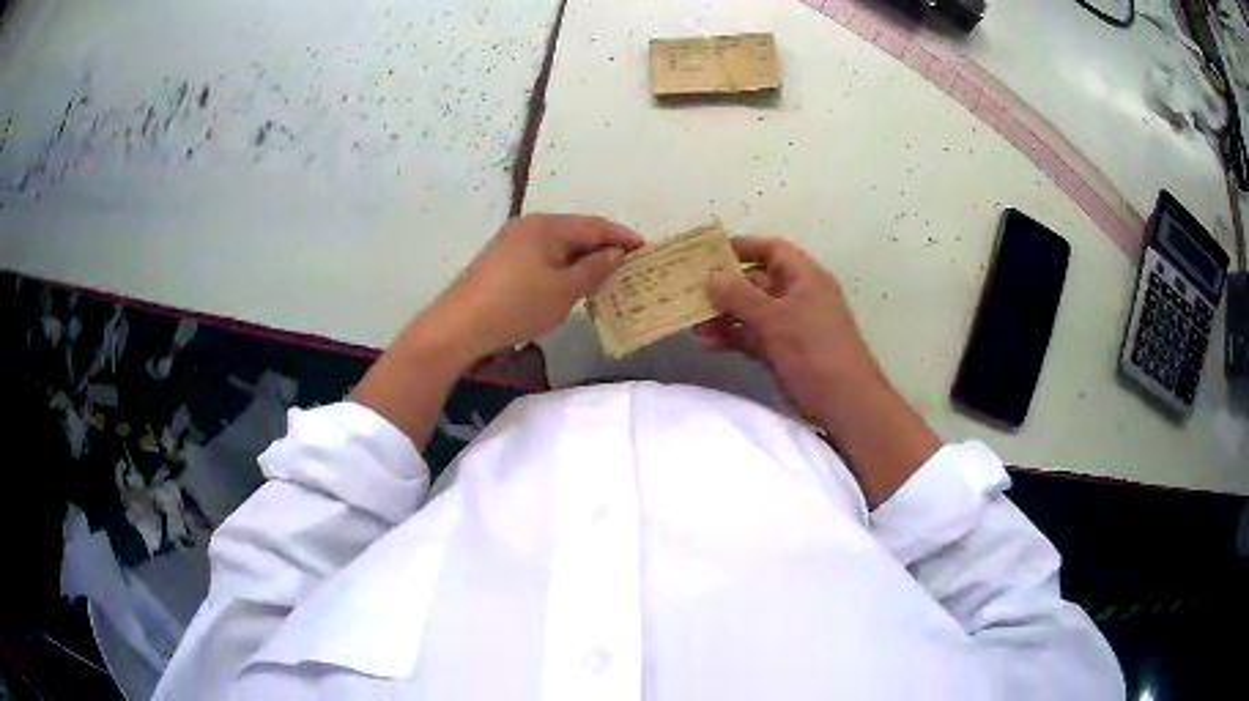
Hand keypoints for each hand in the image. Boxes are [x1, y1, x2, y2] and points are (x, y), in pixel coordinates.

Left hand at [420, 214, 643, 360]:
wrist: (459, 326)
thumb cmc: (517, 305)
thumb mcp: (564, 290)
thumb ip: (594, 269)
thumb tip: (615, 253)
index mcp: (546, 226)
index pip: (594, 225)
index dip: (621, 237)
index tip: (645, 248)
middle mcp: (528, 225)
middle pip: (574, 232)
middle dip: (601, 248)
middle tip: (626, 265)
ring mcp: (511, 242)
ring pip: (557, 246)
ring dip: (580, 259)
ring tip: (602, 277)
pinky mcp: (500, 261)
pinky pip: (541, 257)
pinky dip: (560, 267)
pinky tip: (567, 285)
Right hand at [695, 236, 883, 423]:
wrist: (844, 403)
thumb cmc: (815, 351)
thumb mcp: (777, 319)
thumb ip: (741, 297)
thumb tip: (711, 278)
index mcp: (804, 278)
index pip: (772, 250)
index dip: (743, 247)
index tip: (709, 252)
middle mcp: (797, 296)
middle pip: (756, 281)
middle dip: (724, 286)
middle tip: (689, 291)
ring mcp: (789, 326)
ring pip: (750, 312)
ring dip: (723, 316)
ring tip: (692, 323)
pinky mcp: (782, 351)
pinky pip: (752, 337)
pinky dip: (731, 338)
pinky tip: (707, 345)